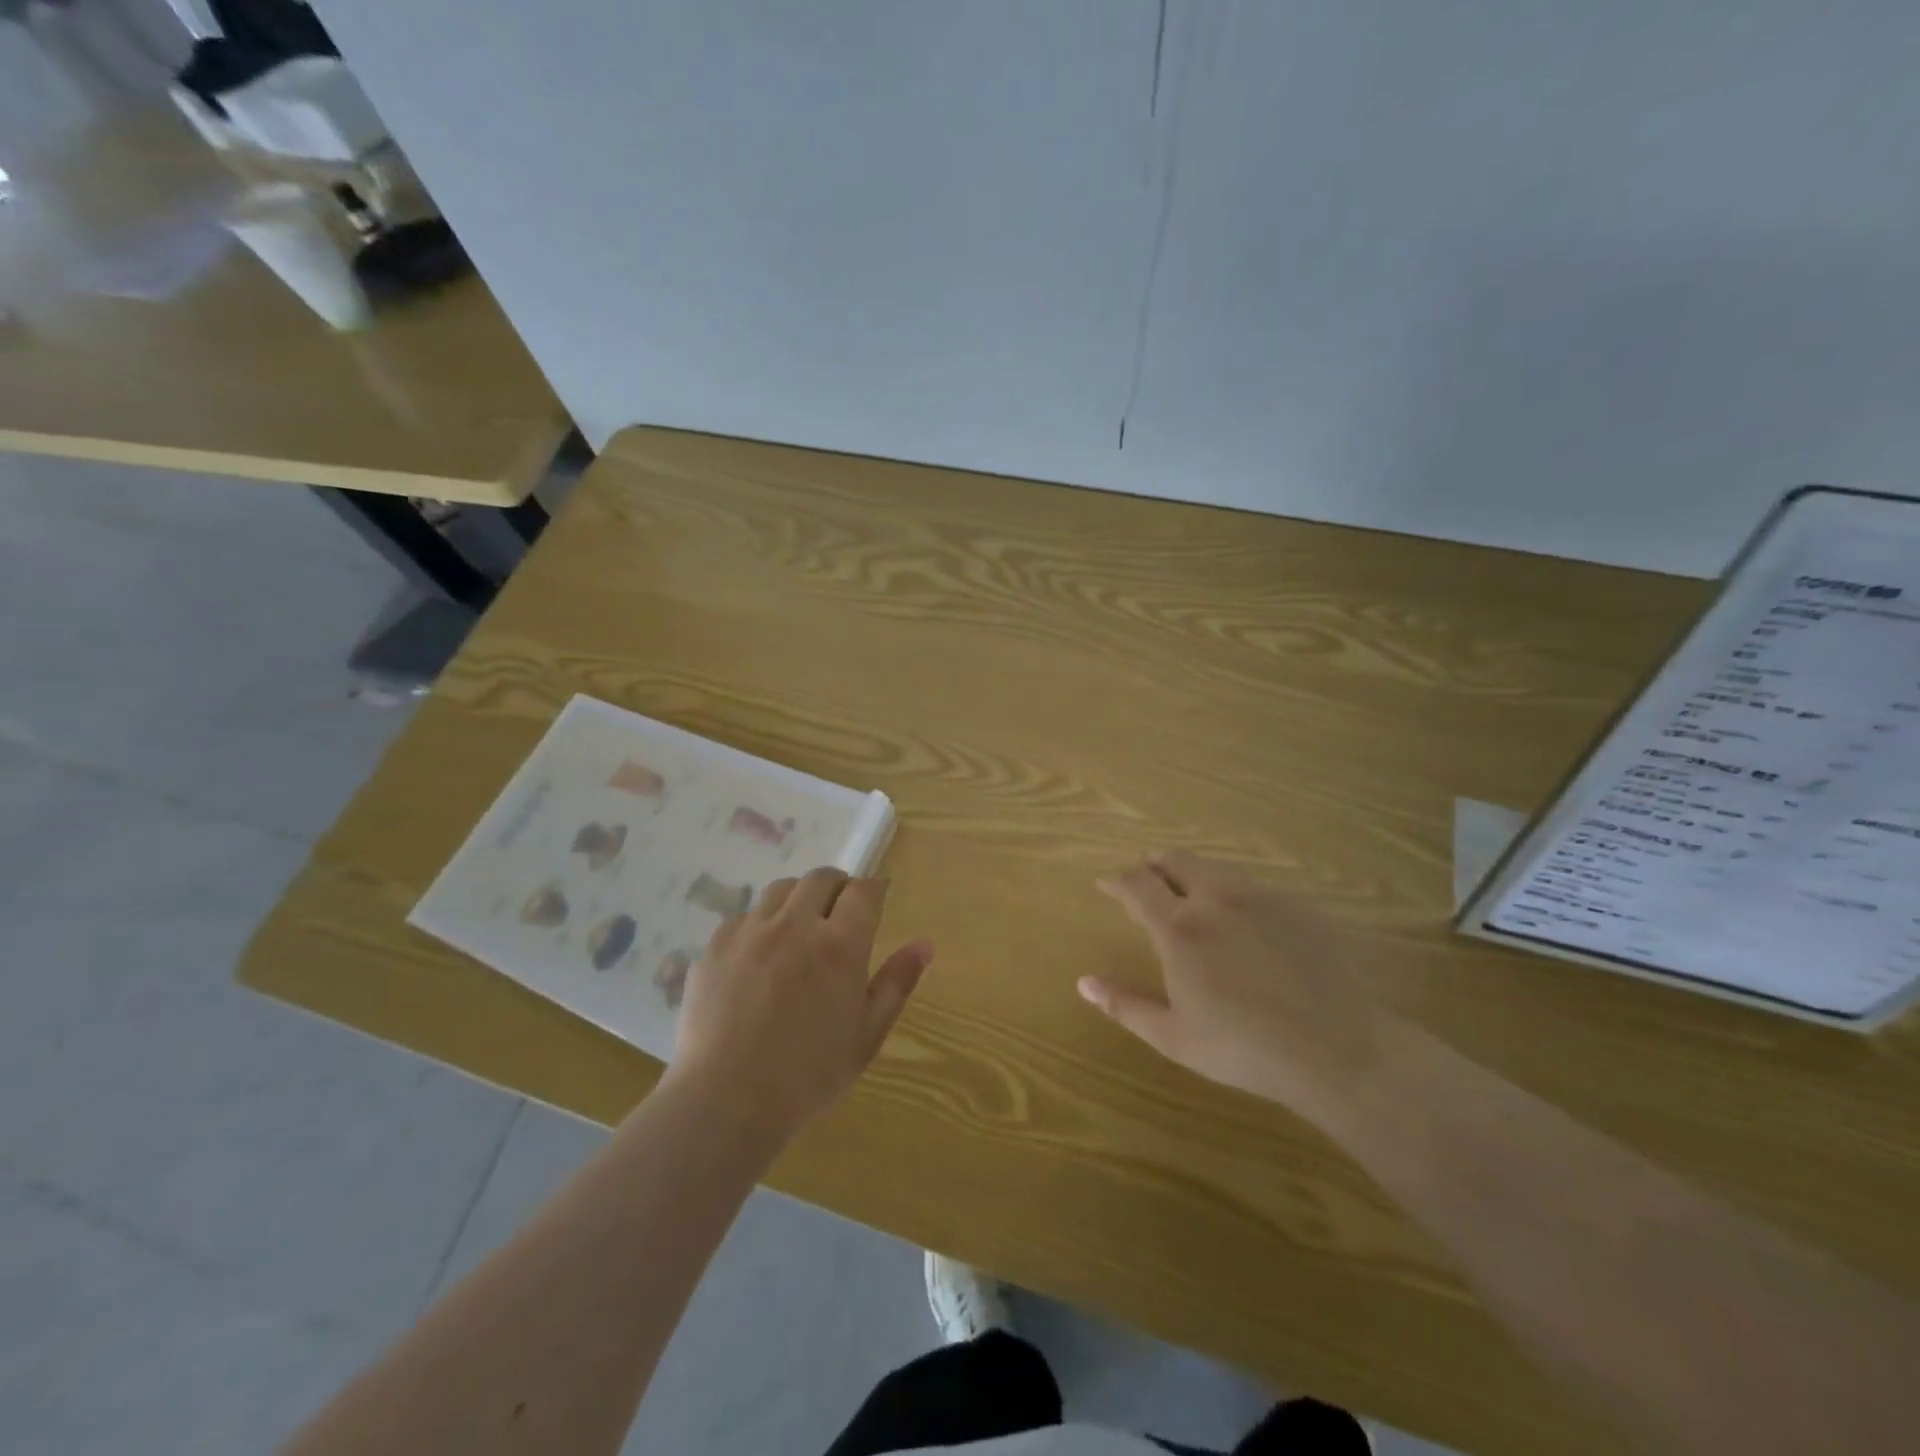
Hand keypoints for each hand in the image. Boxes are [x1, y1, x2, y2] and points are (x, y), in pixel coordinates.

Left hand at [672, 867, 933, 1137]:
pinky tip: (757, 959)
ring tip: (797, 930)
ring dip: (797, 900)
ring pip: (780, 890)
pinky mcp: (715, 947)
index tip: (875, 899)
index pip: (863, 891)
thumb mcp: (867, 1035)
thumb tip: (925, 944)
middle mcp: (794, 925)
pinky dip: (759, 926)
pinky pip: (743, 918)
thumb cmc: (809, 1075)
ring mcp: (750, 932)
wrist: (726, 1102)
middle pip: (821, 878)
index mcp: (839, 945)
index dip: (873, 889)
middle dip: (837, 887)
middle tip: (839, 914)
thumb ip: (897, 983)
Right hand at [1080, 850, 1388, 1129]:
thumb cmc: (1244, 1049)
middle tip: (1145, 882)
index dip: (1116, 880)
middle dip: (1152, 865)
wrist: (1340, 1049)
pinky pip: (1251, 885)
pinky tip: (1241, 922)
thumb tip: (1084, 982)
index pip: (1137, 884)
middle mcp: (1216, 898)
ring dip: (1191, 874)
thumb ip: (1125, 1004)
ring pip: (1214, 867)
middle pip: (1174, 859)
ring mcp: (1261, 897)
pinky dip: (1230, 891)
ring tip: (1189, 897)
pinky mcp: (1297, 906)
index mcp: (1179, 927)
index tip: (1105, 884)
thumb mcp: (1173, 1036)